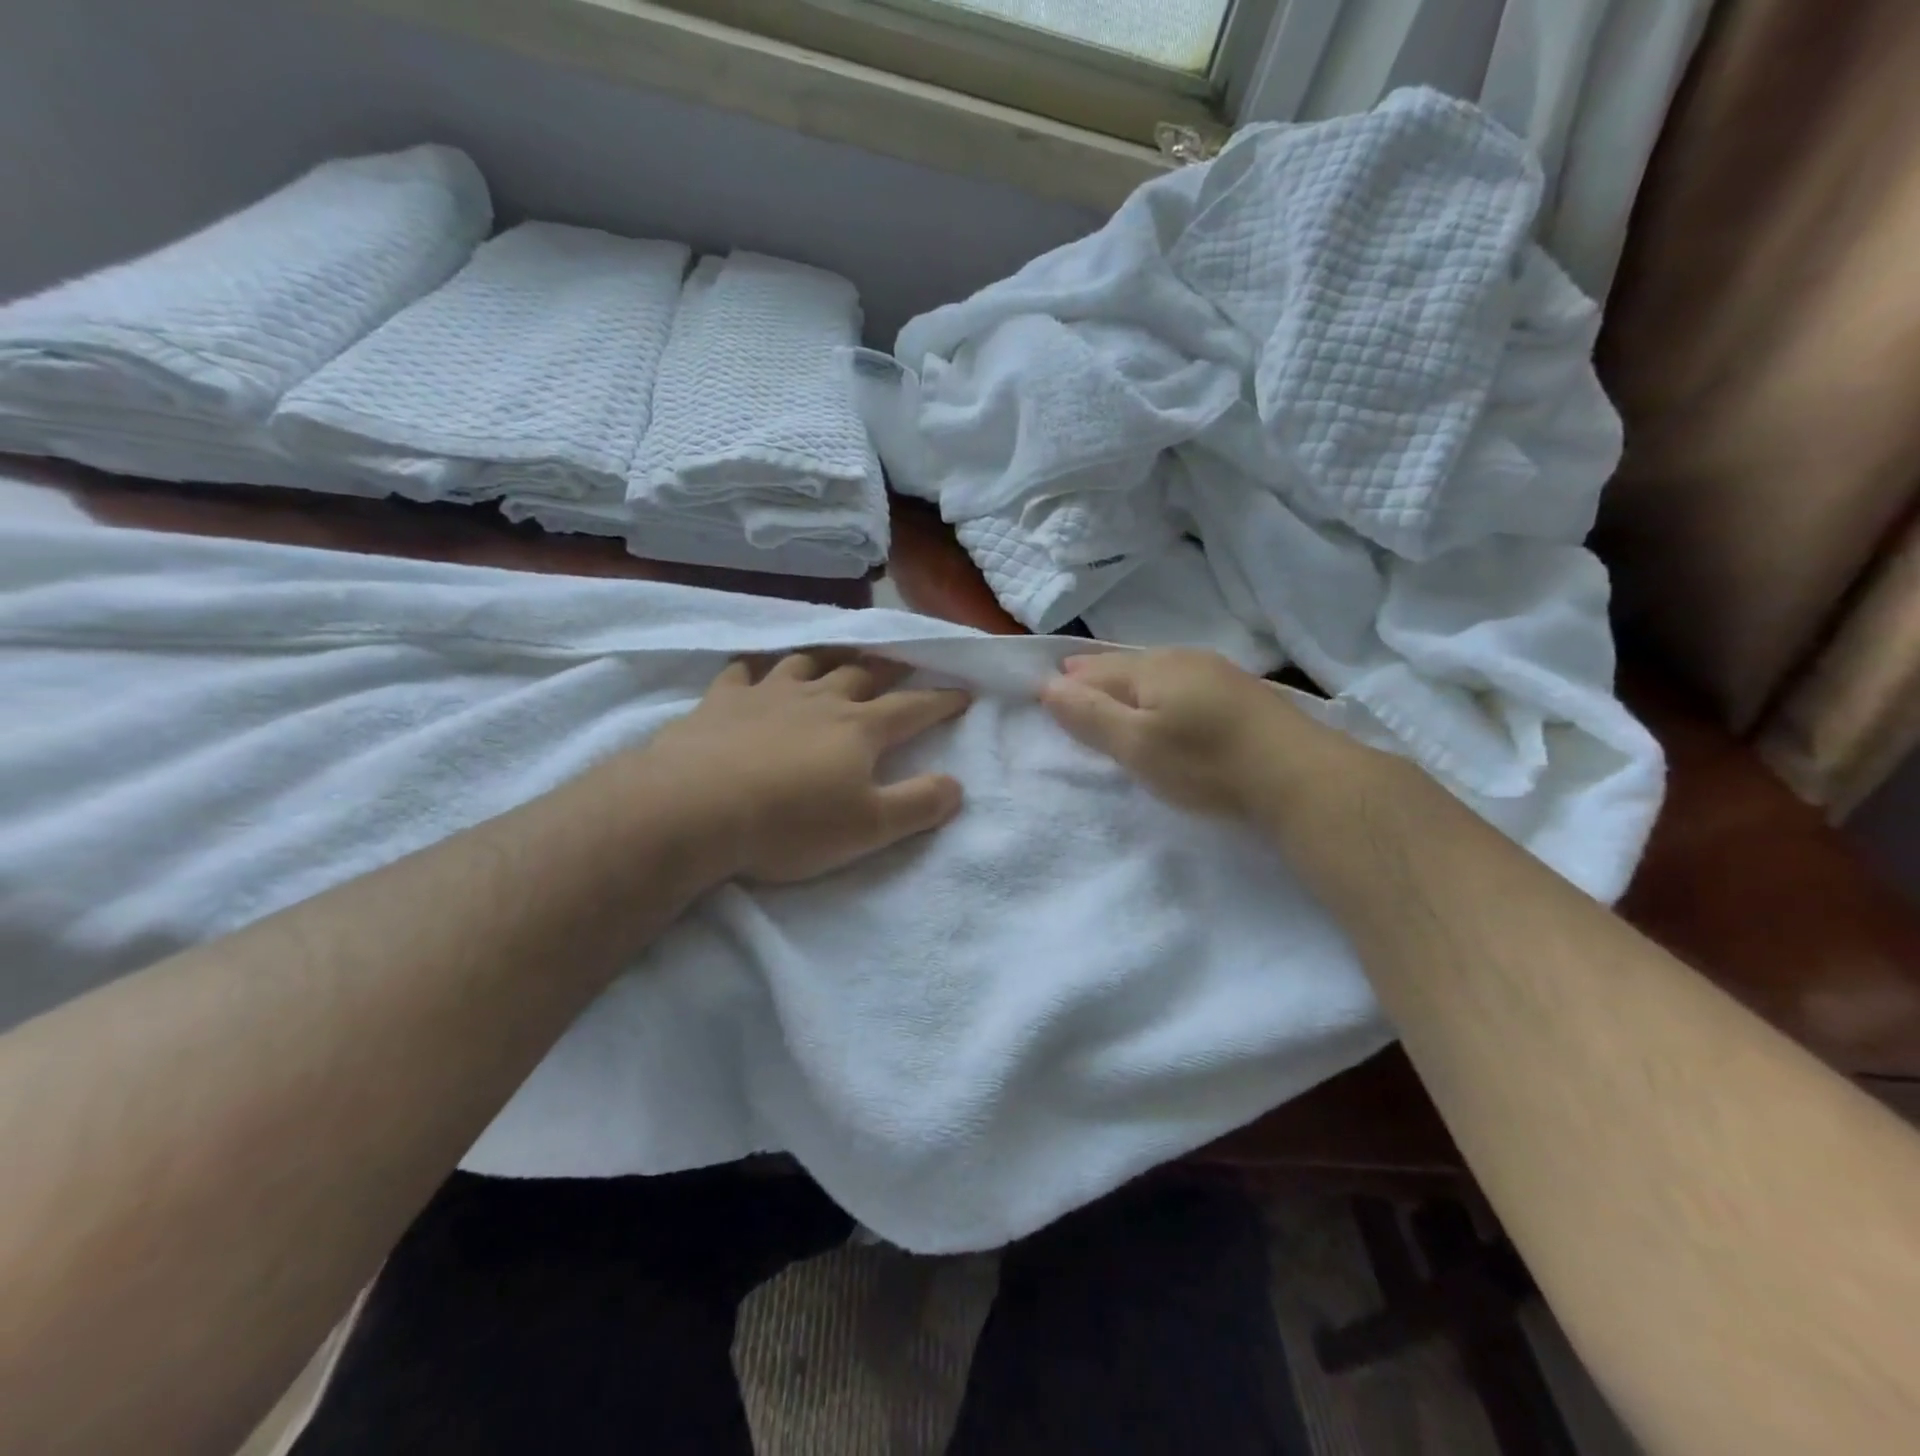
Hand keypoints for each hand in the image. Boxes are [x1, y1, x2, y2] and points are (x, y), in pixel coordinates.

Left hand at [643, 652, 970, 882]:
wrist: (695, 809)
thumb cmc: (791, 823)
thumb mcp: (870, 828)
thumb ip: (919, 804)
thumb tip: (957, 785)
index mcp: (859, 728)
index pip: (912, 709)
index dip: (941, 701)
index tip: (962, 692)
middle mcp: (819, 699)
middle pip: (862, 674)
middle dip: (889, 667)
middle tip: (903, 661)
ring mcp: (767, 694)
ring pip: (806, 663)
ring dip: (828, 658)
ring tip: (837, 656)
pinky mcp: (721, 702)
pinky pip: (742, 671)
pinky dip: (755, 667)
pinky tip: (754, 670)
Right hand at [1040, 649, 1353, 820]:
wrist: (1298, 776)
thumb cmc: (1204, 763)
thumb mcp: (1136, 745)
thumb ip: (1090, 715)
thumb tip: (1047, 685)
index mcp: (1149, 668)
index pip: (1094, 670)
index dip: (1067, 682)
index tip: (1044, 691)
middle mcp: (1181, 658)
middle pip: (1124, 664)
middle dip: (1095, 674)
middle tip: (1070, 682)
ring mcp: (1216, 671)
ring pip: (1156, 670)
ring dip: (1128, 681)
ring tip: (1111, 691)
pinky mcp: (1240, 692)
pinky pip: (1182, 681)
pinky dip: (1159, 690)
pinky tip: (1166, 701)